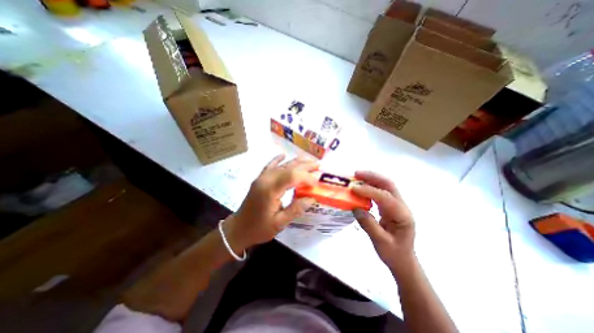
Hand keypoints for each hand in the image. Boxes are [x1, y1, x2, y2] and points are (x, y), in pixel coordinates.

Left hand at [222, 154, 316, 253]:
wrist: (238, 229)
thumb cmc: (258, 228)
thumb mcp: (279, 223)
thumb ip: (296, 209)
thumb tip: (312, 198)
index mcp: (270, 190)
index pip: (292, 176)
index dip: (306, 177)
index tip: (317, 182)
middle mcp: (266, 179)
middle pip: (288, 167)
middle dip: (305, 166)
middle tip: (318, 166)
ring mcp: (261, 178)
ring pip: (281, 165)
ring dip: (296, 162)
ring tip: (309, 160)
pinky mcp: (259, 179)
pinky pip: (270, 166)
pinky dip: (278, 160)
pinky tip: (283, 154)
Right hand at [352, 172, 416, 272]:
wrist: (403, 260)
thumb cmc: (394, 254)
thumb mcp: (380, 242)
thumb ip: (369, 224)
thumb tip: (355, 208)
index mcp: (402, 215)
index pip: (385, 197)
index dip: (368, 191)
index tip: (353, 189)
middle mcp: (401, 206)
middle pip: (388, 185)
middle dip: (372, 177)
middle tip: (356, 173)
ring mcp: (397, 205)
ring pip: (385, 186)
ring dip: (371, 179)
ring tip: (356, 176)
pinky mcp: (390, 207)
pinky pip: (380, 192)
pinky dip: (370, 186)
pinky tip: (361, 187)